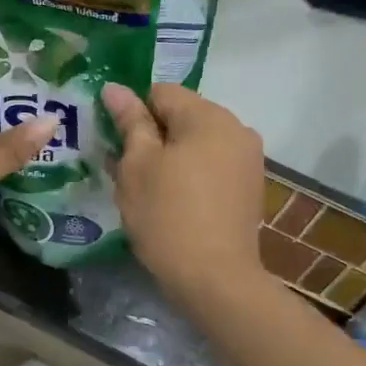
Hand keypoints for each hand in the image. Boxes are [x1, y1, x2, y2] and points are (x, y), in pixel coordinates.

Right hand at [103, 83, 267, 300]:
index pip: (161, 92)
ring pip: (197, 143)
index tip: (115, 143)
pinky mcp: (250, 187)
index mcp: (209, 116)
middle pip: (182, 116)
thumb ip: (129, 122)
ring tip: (148, 190)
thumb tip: (115, 88)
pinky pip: (212, 166)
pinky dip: (191, 175)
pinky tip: (174, 203)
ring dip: (171, 157)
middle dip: (152, 136)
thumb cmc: (167, 215)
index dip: (132, 112)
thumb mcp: (137, 166)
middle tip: (125, 170)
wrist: (214, 278)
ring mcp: (248, 159)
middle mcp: (237, 128)